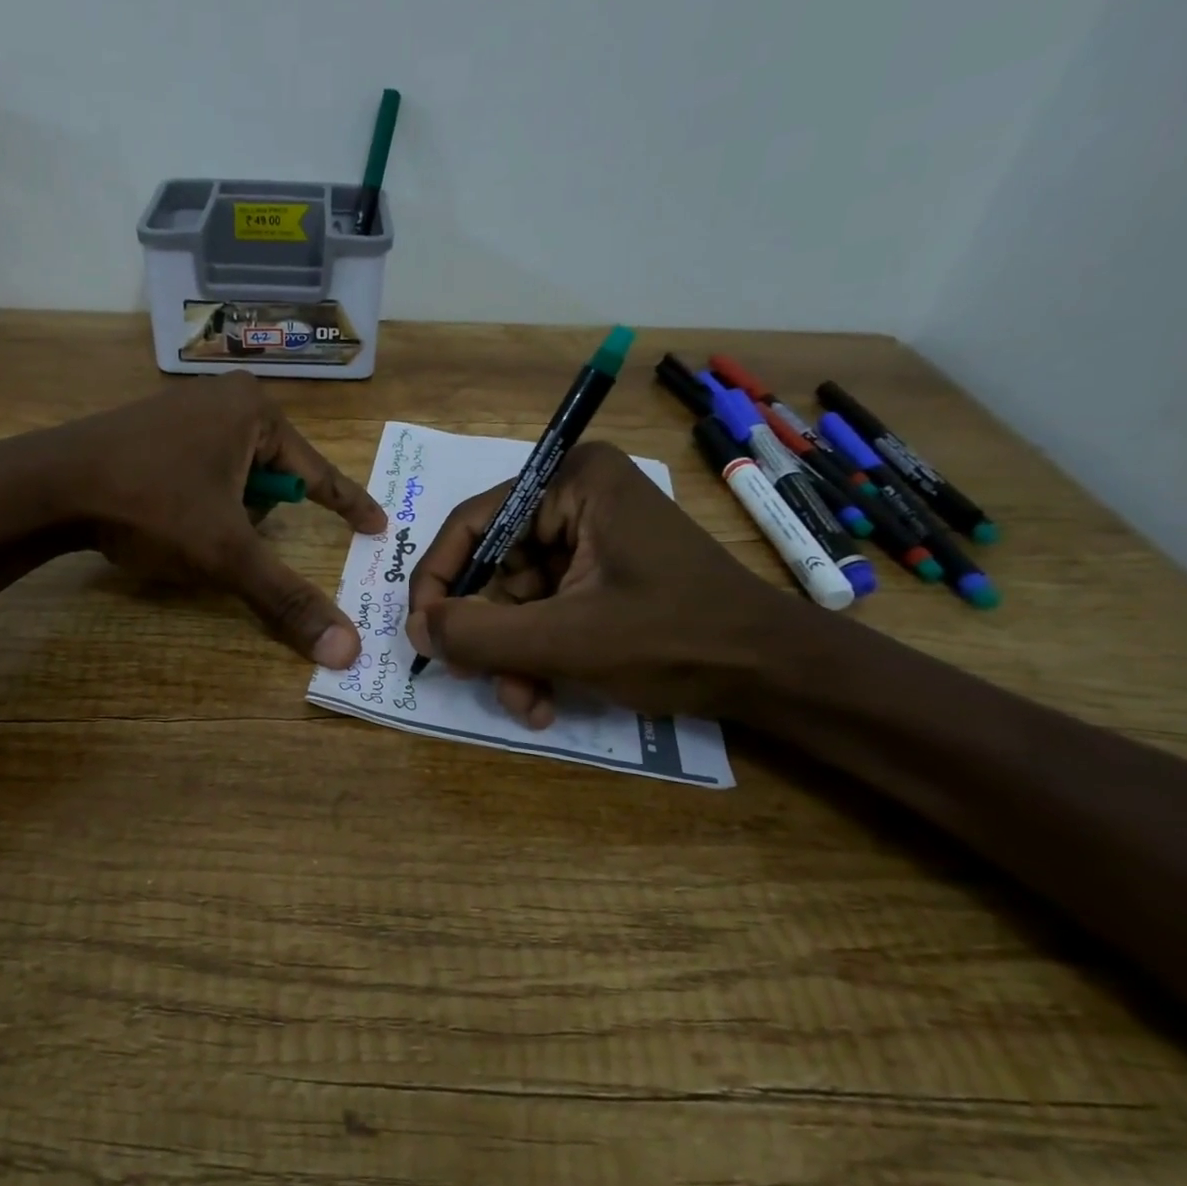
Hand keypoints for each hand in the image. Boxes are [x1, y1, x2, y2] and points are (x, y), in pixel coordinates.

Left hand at [54, 373, 385, 666]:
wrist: (47, 485)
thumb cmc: (151, 505)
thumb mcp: (226, 555)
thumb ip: (286, 599)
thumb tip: (347, 651)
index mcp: (255, 413)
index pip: (319, 472)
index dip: (349, 505)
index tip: (378, 526)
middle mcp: (224, 399)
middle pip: (272, 477)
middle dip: (258, 516)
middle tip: (228, 537)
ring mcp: (183, 408)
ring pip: (233, 476)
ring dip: (226, 511)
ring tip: (187, 527)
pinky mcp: (151, 427)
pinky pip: (200, 468)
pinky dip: (198, 499)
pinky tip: (165, 513)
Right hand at [406, 441, 790, 724]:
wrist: (773, 675)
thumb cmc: (675, 639)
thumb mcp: (566, 639)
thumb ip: (479, 634)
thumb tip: (413, 628)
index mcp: (572, 481)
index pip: (473, 524)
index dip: (439, 581)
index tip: (422, 633)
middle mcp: (576, 498)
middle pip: (494, 566)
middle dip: (487, 634)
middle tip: (476, 678)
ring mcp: (590, 539)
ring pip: (515, 599)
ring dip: (511, 656)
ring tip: (524, 703)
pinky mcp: (600, 575)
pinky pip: (543, 612)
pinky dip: (536, 656)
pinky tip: (543, 701)